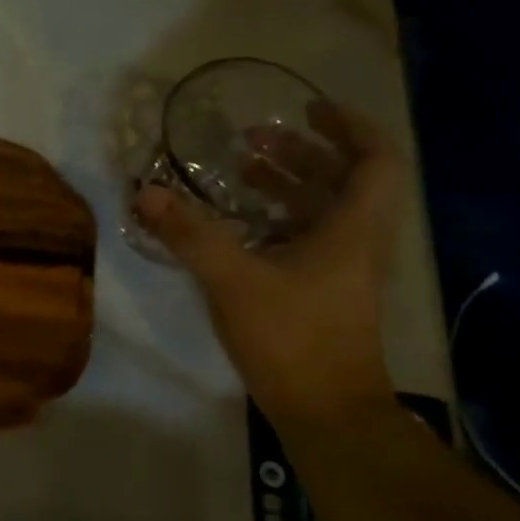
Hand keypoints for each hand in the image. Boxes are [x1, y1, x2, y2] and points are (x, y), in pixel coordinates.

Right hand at [135, 100, 403, 426]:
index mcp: (352, 228)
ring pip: (322, 212)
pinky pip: (305, 239)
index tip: (307, 109)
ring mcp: (341, 271)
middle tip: (254, 139)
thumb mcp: (234, 281)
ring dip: (286, 186)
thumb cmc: (291, 338)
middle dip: (301, 153)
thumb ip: (190, 235)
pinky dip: (276, 221)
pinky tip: (238, 226)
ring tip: (240, 171)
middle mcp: (355, 242)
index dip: (347, 126)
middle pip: (342, 181)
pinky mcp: (322, 294)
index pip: (374, 159)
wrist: (325, 411)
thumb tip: (146, 192)